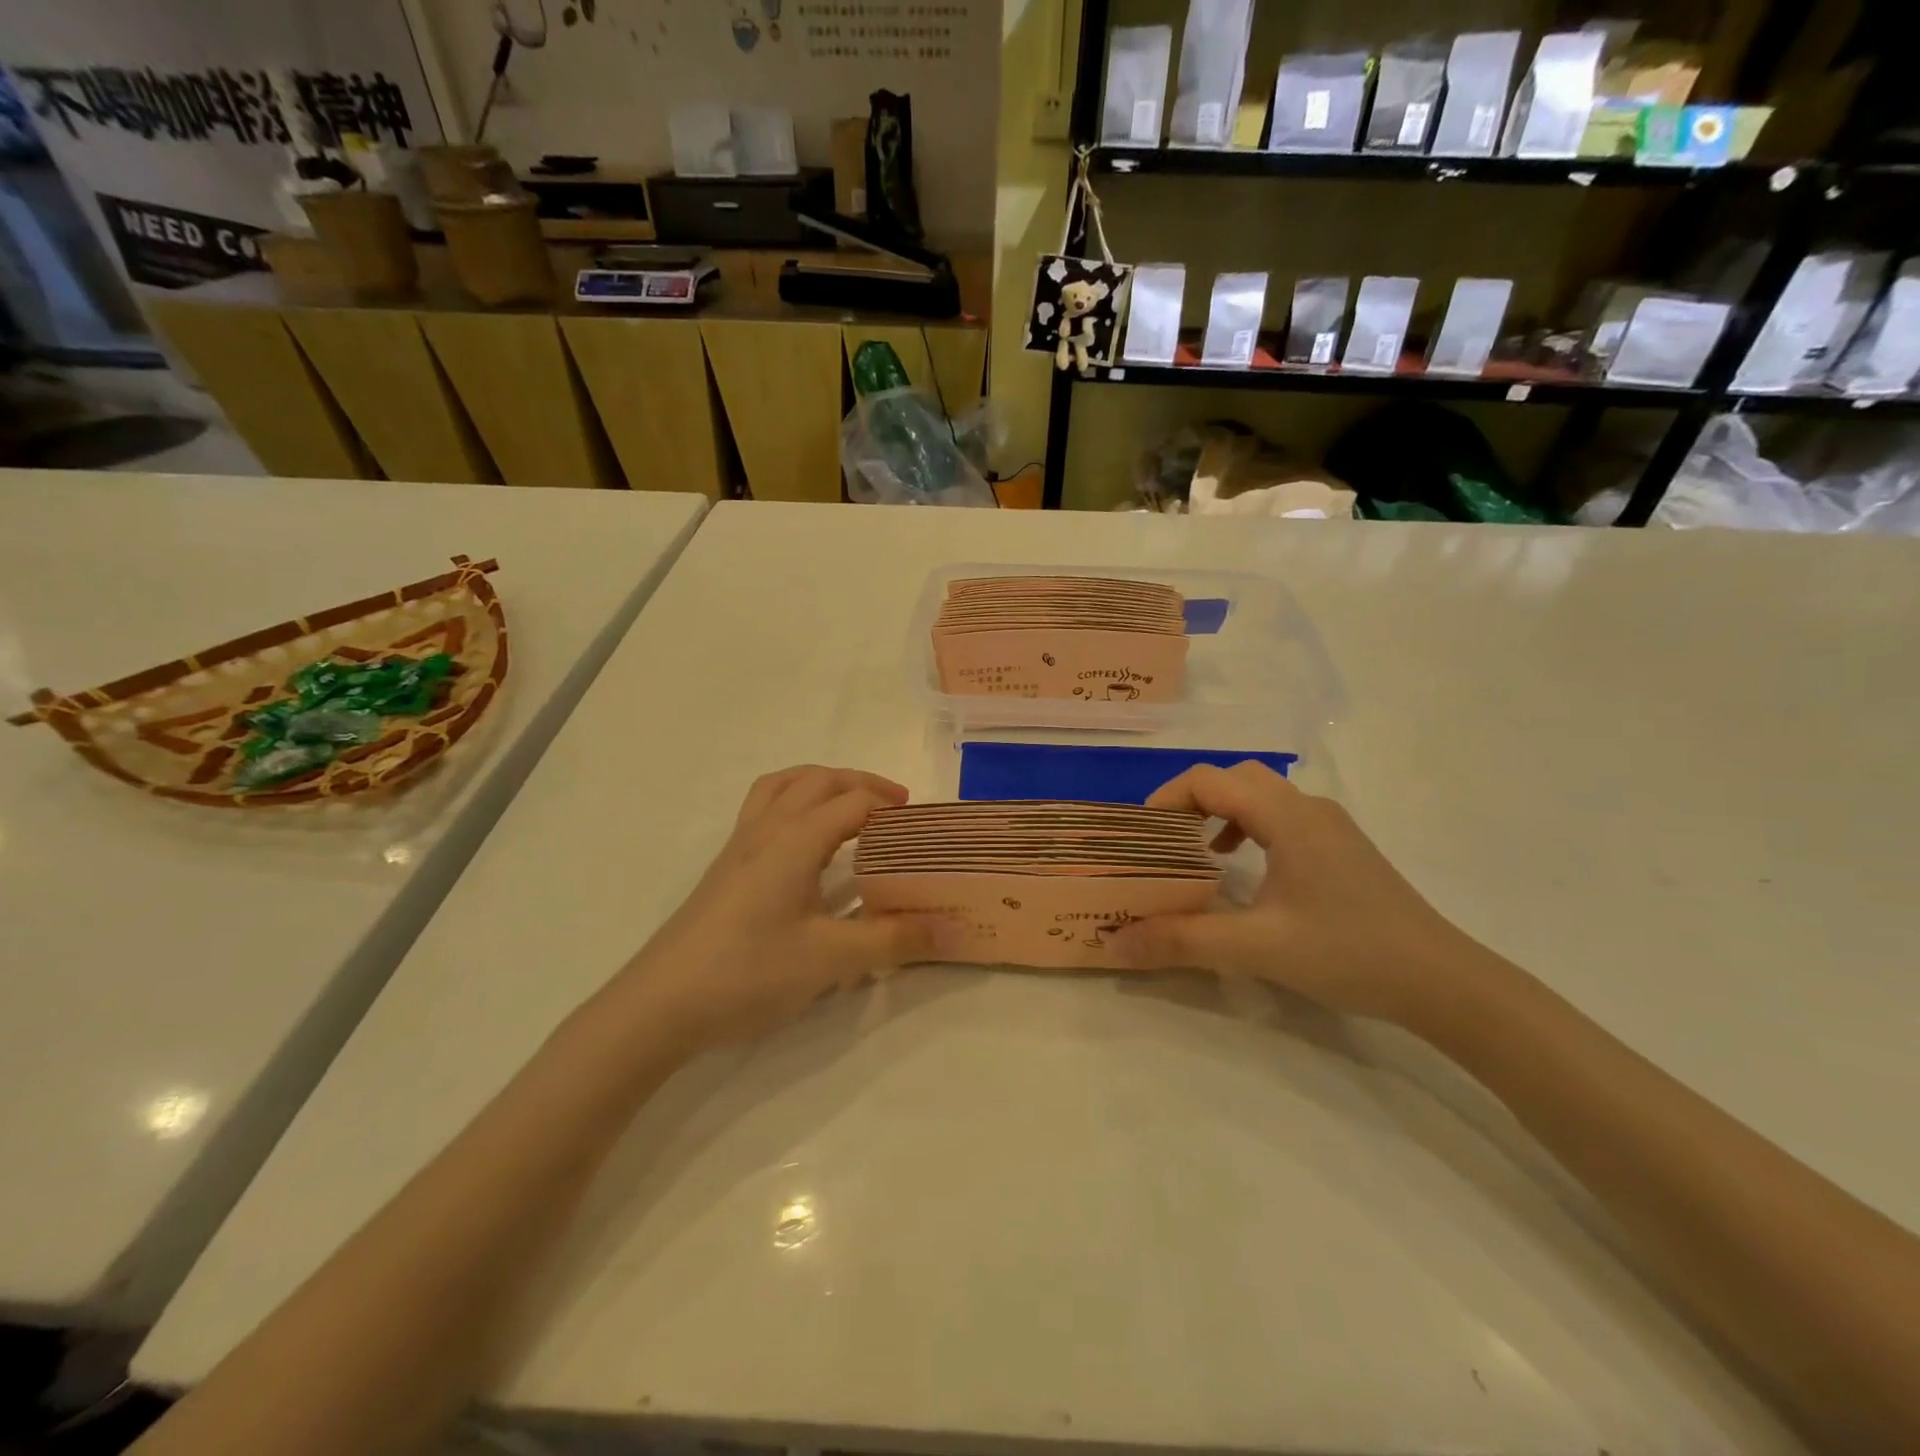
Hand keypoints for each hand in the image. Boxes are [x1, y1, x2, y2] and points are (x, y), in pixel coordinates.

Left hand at [614, 766, 943, 1046]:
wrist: (660, 1004)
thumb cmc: (748, 972)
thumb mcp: (830, 960)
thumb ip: (891, 941)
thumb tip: (949, 931)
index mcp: (794, 839)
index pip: (852, 802)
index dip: (889, 805)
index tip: (920, 825)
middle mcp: (766, 829)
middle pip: (817, 780)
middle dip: (859, 783)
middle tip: (894, 806)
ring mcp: (738, 846)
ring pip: (782, 786)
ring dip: (820, 783)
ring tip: (848, 805)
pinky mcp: (723, 868)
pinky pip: (763, 809)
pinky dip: (792, 803)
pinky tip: (802, 845)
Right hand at [1112, 762, 1486, 1024]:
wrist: (1443, 981)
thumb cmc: (1348, 952)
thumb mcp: (1256, 948)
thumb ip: (1181, 941)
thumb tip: (1114, 943)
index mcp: (1285, 816)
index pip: (1209, 779)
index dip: (1166, 797)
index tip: (1140, 834)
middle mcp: (1307, 807)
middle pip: (1234, 778)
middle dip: (1190, 800)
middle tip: (1162, 840)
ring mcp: (1330, 826)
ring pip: (1261, 795)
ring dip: (1220, 812)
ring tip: (1196, 852)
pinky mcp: (1342, 848)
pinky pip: (1281, 817)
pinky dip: (1248, 829)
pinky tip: (1244, 869)